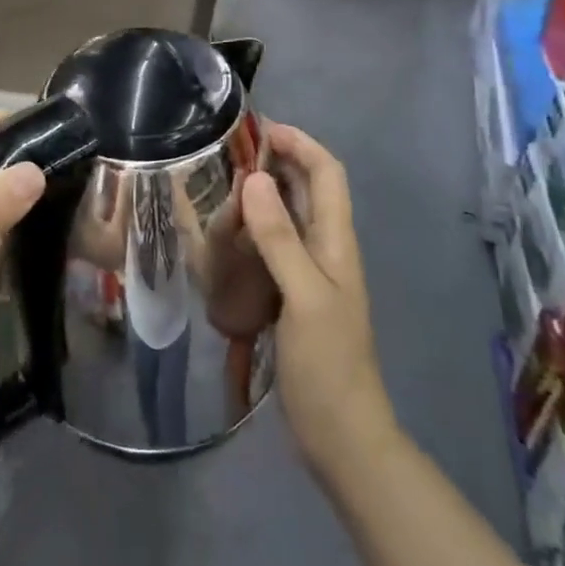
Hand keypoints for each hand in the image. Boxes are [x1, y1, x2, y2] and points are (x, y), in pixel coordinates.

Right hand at [243, 123, 395, 474]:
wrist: (343, 436)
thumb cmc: (328, 365)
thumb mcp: (304, 297)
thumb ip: (279, 238)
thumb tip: (252, 178)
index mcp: (337, 241)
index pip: (327, 172)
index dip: (300, 143)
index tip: (260, 128)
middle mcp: (327, 249)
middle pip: (308, 189)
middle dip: (277, 162)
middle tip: (229, 156)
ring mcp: (311, 274)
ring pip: (289, 216)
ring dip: (262, 196)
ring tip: (221, 190)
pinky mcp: (294, 296)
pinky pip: (274, 247)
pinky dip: (253, 231)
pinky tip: (226, 238)